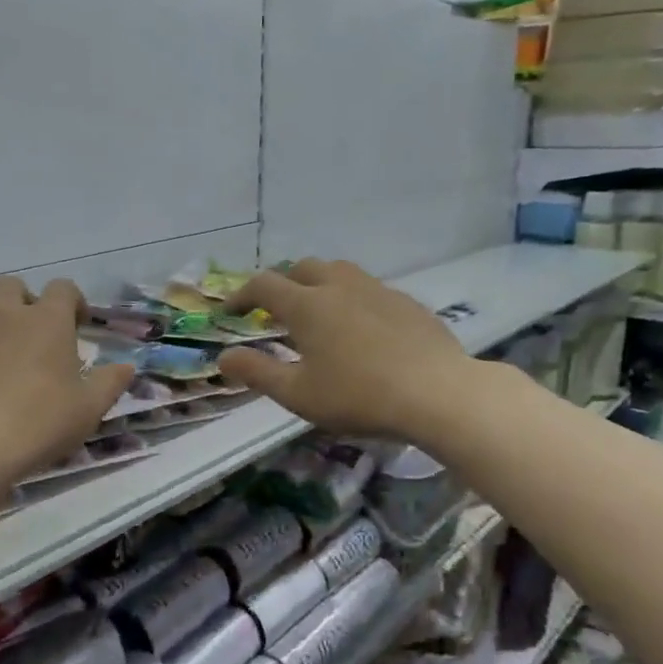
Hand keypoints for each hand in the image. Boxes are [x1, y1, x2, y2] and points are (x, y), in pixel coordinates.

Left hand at [0, 276, 135, 485]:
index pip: (63, 288)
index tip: (77, 323)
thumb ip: (110, 382)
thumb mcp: (88, 408)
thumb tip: (128, 365)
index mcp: (47, 320)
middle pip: (11, 285)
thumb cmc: (39, 422)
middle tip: (30, 331)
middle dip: (23, 300)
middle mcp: (4, 313)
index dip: (72, 301)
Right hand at [218, 258, 470, 441]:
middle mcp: (339, 286)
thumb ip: (257, 372)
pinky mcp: (407, 303)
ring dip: (318, 284)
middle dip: (281, 284)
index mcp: (307, 304)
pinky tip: (361, 328)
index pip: (263, 285)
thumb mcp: (298, 394)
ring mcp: (377, 290)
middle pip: (301, 268)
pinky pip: (368, 289)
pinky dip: (351, 299)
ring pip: (338, 271)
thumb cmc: (359, 396)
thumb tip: (224, 357)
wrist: (439, 393)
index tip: (230, 313)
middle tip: (275, 312)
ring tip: (318, 313)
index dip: (241, 296)